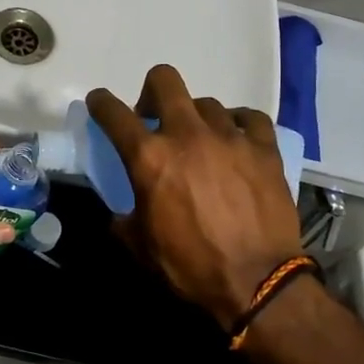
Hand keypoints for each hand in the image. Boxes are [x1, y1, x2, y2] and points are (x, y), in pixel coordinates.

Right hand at [87, 65, 303, 330]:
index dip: (100, 102)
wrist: (257, 282)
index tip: (99, 102)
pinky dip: (238, 123)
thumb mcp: (139, 246)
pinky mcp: (264, 148)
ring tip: (199, 140)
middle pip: (164, 80)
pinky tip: (236, 137)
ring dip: (194, 117)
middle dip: (150, 91)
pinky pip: (249, 117)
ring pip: (205, 102)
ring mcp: (229, 137)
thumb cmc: (190, 266)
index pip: (113, 113)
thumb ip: (124, 217)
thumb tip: (122, 211)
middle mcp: (187, 134)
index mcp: (149, 157)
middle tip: (152, 116)